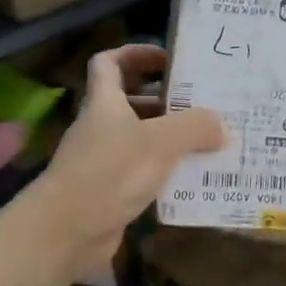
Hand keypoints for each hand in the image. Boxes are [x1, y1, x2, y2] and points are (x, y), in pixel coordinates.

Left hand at [33, 45, 222, 278]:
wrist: (66, 232)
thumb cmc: (110, 173)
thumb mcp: (160, 142)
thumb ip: (193, 127)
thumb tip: (219, 125)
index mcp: (104, 102)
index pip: (110, 62)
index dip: (136, 54)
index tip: (168, 59)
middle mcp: (101, 127)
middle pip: (131, 102)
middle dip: (165, 100)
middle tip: (203, 103)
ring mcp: (103, 161)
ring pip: (140, 140)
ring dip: (171, 140)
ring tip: (209, 142)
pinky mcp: (110, 192)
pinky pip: (143, 174)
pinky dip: (166, 174)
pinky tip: (193, 181)